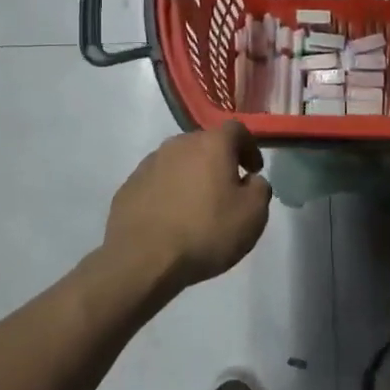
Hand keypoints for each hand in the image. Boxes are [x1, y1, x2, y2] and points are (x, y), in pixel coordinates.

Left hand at [101, 122, 272, 291]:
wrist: (142, 259)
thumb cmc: (205, 232)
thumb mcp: (252, 215)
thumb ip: (260, 189)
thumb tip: (251, 180)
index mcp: (211, 144)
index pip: (236, 130)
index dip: (249, 147)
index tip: (253, 170)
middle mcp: (178, 144)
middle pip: (205, 144)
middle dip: (219, 161)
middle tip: (227, 188)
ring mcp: (149, 164)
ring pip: (179, 162)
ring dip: (192, 176)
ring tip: (197, 205)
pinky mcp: (129, 186)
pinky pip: (158, 181)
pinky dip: (169, 192)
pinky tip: (171, 218)